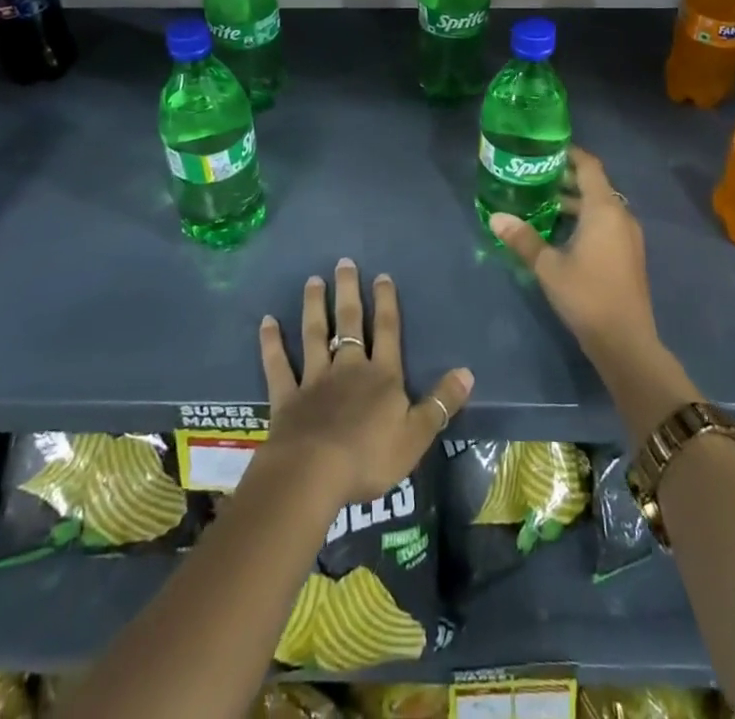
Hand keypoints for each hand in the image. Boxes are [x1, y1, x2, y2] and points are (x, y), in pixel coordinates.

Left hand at [257, 258, 473, 508]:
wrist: (313, 473)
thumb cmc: (370, 457)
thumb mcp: (416, 435)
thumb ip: (440, 403)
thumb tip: (467, 372)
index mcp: (382, 376)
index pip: (388, 331)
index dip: (387, 303)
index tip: (382, 276)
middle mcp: (349, 368)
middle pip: (350, 322)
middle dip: (349, 292)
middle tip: (343, 262)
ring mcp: (315, 379)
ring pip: (315, 334)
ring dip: (314, 307)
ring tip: (313, 280)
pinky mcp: (287, 397)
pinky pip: (278, 365)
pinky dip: (272, 343)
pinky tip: (267, 322)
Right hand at [490, 146, 659, 366]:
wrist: (626, 342)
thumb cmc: (587, 295)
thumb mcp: (548, 266)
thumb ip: (523, 238)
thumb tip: (496, 217)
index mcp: (604, 209)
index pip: (589, 166)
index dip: (569, 153)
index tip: (545, 149)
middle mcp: (620, 216)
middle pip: (595, 185)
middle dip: (567, 178)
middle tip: (535, 175)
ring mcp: (628, 237)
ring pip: (600, 206)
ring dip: (575, 201)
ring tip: (543, 202)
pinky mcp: (628, 255)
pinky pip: (606, 223)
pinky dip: (585, 219)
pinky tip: (561, 232)